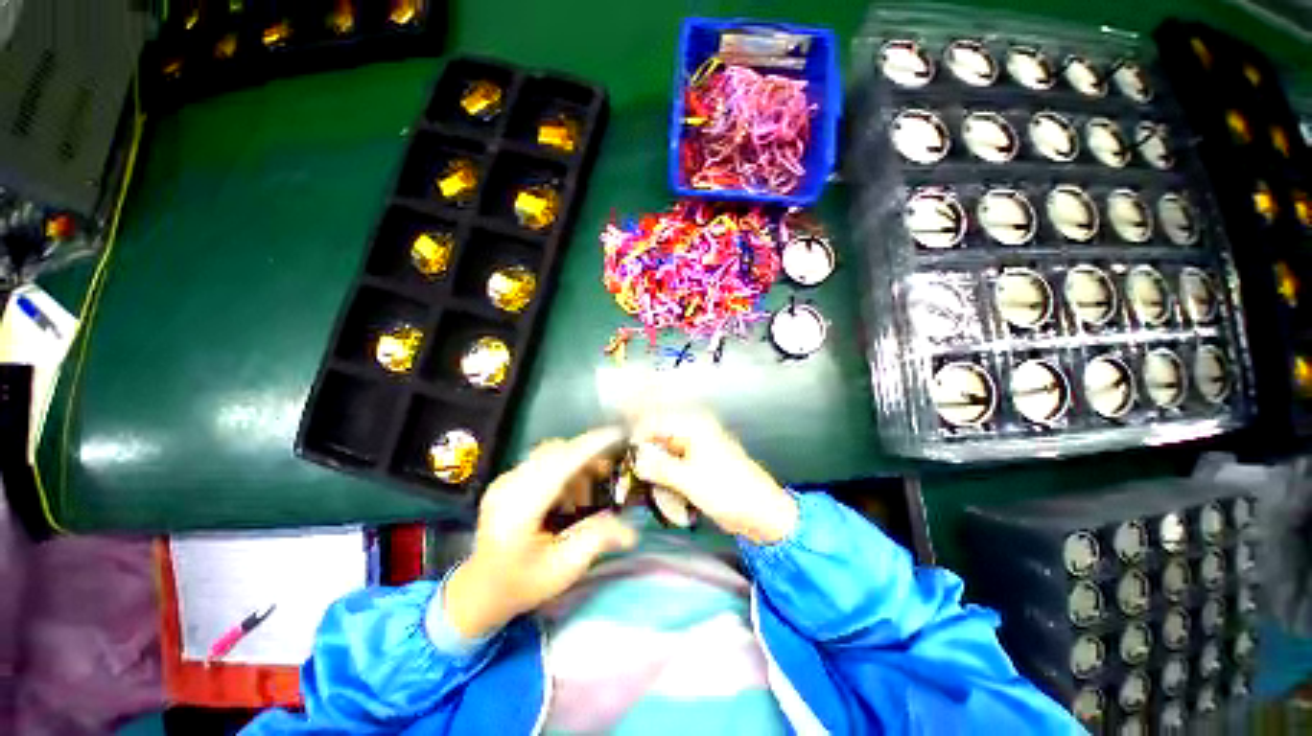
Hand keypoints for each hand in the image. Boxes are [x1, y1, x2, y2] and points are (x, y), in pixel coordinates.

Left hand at [444, 427, 637, 638]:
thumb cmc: (522, 584)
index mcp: (520, 509)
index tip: (617, 435)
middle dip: (586, 455)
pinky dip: (562, 469)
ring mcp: (504, 481)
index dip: (590, 446)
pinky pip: (541, 461)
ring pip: (550, 453)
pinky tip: (566, 496)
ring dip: (574, 464)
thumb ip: (596, 540)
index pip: (559, 464)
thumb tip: (631, 531)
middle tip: (607, 472)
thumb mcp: (563, 569)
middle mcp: (508, 486)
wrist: (480, 591)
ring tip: (585, 495)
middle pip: (556, 452)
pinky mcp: (506, 480)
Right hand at [630, 410, 797, 544]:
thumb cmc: (729, 492)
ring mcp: (695, 448)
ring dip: (654, 469)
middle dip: (644, 455)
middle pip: (657, 436)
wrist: (761, 513)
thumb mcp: (690, 480)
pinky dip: (664, 477)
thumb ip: (658, 467)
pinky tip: (662, 491)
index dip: (636, 439)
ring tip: (650, 487)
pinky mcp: (696, 465)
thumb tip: (635, 458)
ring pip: (662, 453)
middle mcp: (693, 431)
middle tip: (632, 474)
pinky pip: (672, 466)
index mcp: (694, 425)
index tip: (623, 459)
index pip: (654, 421)